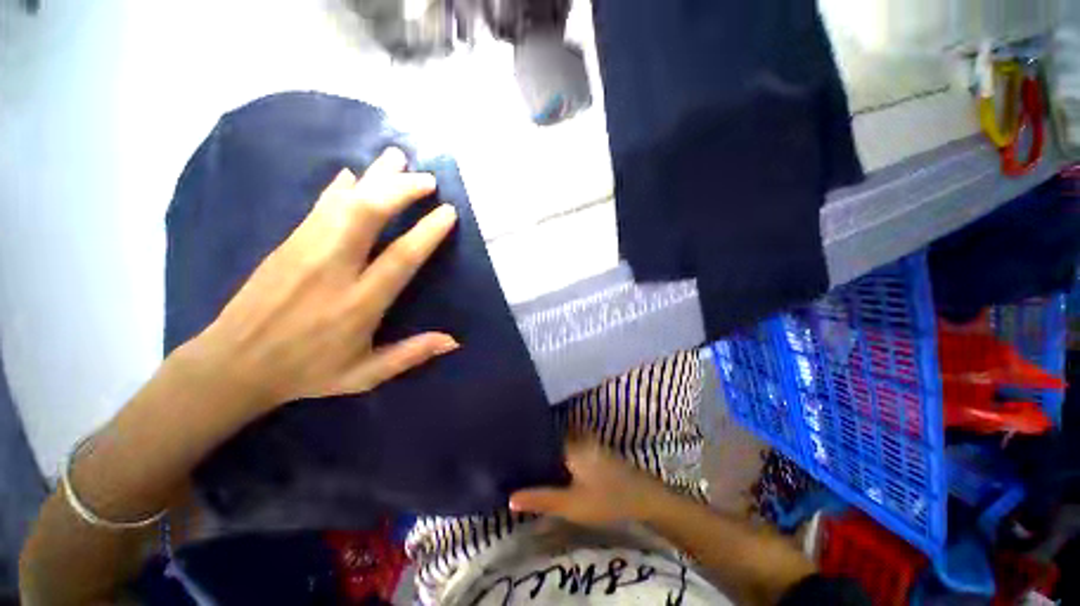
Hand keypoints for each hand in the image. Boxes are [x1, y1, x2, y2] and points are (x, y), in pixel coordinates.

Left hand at [192, 148, 459, 414]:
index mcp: (358, 303)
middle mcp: (333, 269)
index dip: (427, 231)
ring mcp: (305, 250)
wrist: (234, 364)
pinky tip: (353, 173)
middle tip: (427, 179)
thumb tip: (454, 341)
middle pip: (368, 215)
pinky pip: (319, 206)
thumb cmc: (307, 372)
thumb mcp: (365, 374)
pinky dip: (340, 186)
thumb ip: (411, 354)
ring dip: (374, 177)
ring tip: (397, 158)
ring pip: (344, 202)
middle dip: (400, 190)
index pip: (401, 258)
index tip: (448, 211)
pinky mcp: (287, 243)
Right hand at [509, 440, 671, 525]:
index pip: (542, 436)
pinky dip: (560, 457)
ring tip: (530, 464)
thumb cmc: (606, 500)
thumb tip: (510, 497)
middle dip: (536, 448)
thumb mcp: (571, 504)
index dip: (526, 443)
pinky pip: (571, 449)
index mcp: (571, 444)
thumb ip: (541, 499)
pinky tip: (555, 470)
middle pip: (551, 439)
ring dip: (548, 453)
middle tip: (516, 460)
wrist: (644, 499)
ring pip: (561, 444)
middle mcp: (578, 438)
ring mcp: (589, 443)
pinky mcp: (596, 452)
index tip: (510, 450)